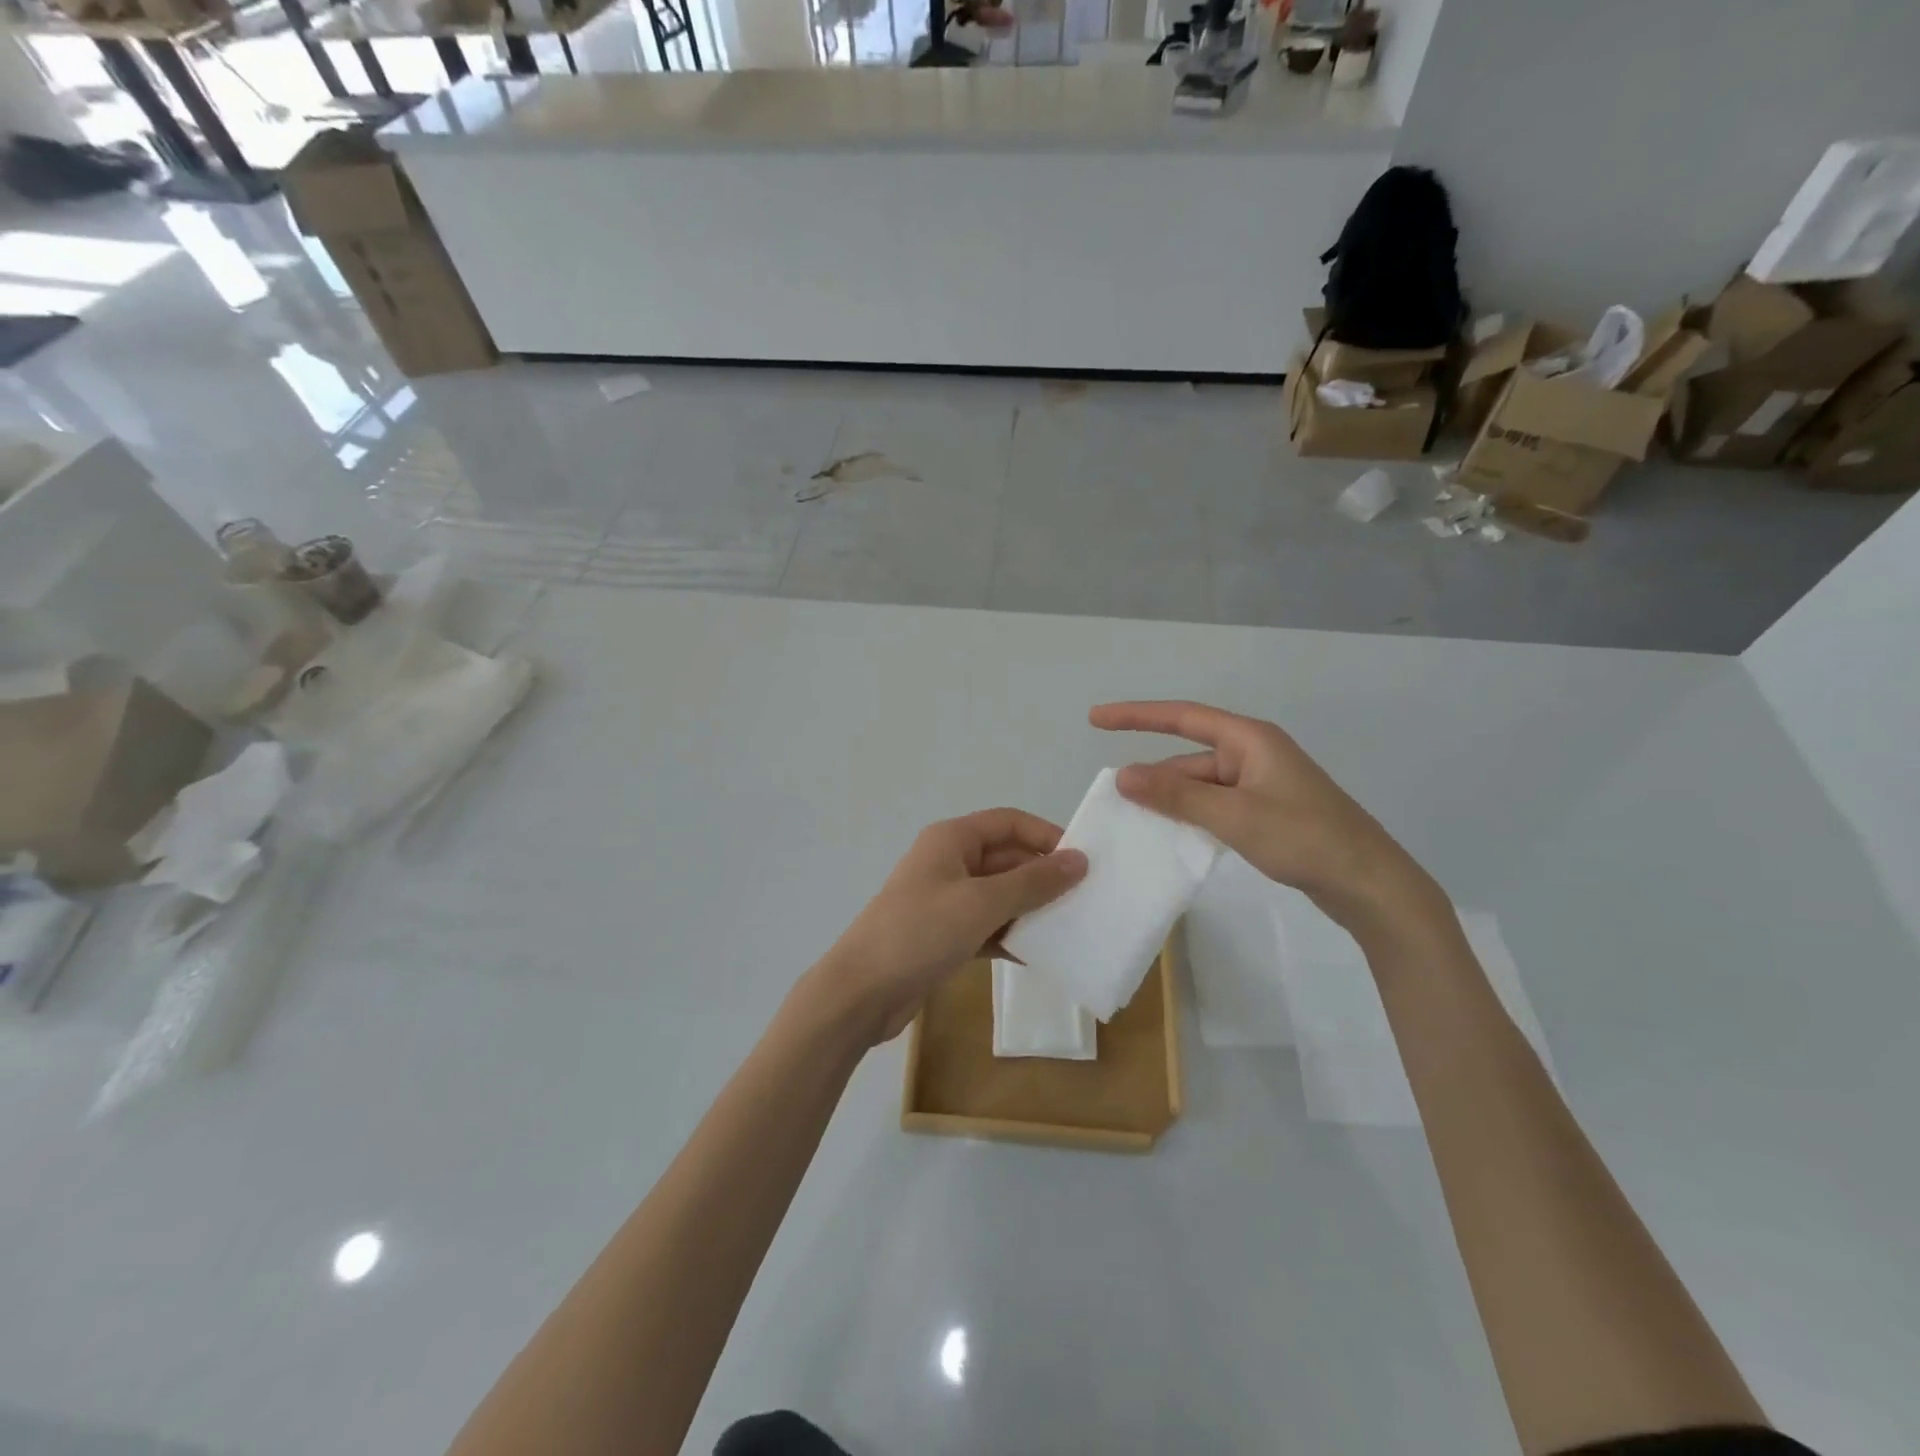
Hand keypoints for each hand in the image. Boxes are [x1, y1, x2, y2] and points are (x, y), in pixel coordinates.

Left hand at [808, 809, 1087, 1045]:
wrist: (861, 993)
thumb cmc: (920, 933)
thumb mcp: (981, 904)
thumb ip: (1032, 882)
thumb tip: (1078, 860)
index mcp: (951, 840)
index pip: (1008, 822)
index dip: (1046, 835)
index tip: (1082, 862)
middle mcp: (949, 863)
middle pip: (1007, 859)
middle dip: (1043, 877)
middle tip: (1086, 900)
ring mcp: (946, 901)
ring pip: (1000, 896)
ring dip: (1031, 910)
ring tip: (1072, 928)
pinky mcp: (945, 936)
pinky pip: (988, 927)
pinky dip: (1011, 938)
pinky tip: (1039, 956)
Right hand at [1090, 700, 1446, 941]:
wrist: (1371, 885)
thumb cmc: (1305, 839)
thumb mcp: (1234, 816)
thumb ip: (1176, 796)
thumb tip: (1122, 774)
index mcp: (1250, 740)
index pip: (1182, 717)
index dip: (1136, 715)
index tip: (1096, 719)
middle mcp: (1254, 754)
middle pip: (1189, 756)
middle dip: (1154, 775)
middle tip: (1114, 798)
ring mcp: (1262, 785)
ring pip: (1201, 785)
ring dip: (1172, 801)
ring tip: (1134, 822)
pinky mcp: (1267, 812)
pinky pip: (1216, 805)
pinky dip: (1192, 817)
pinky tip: (1173, 837)